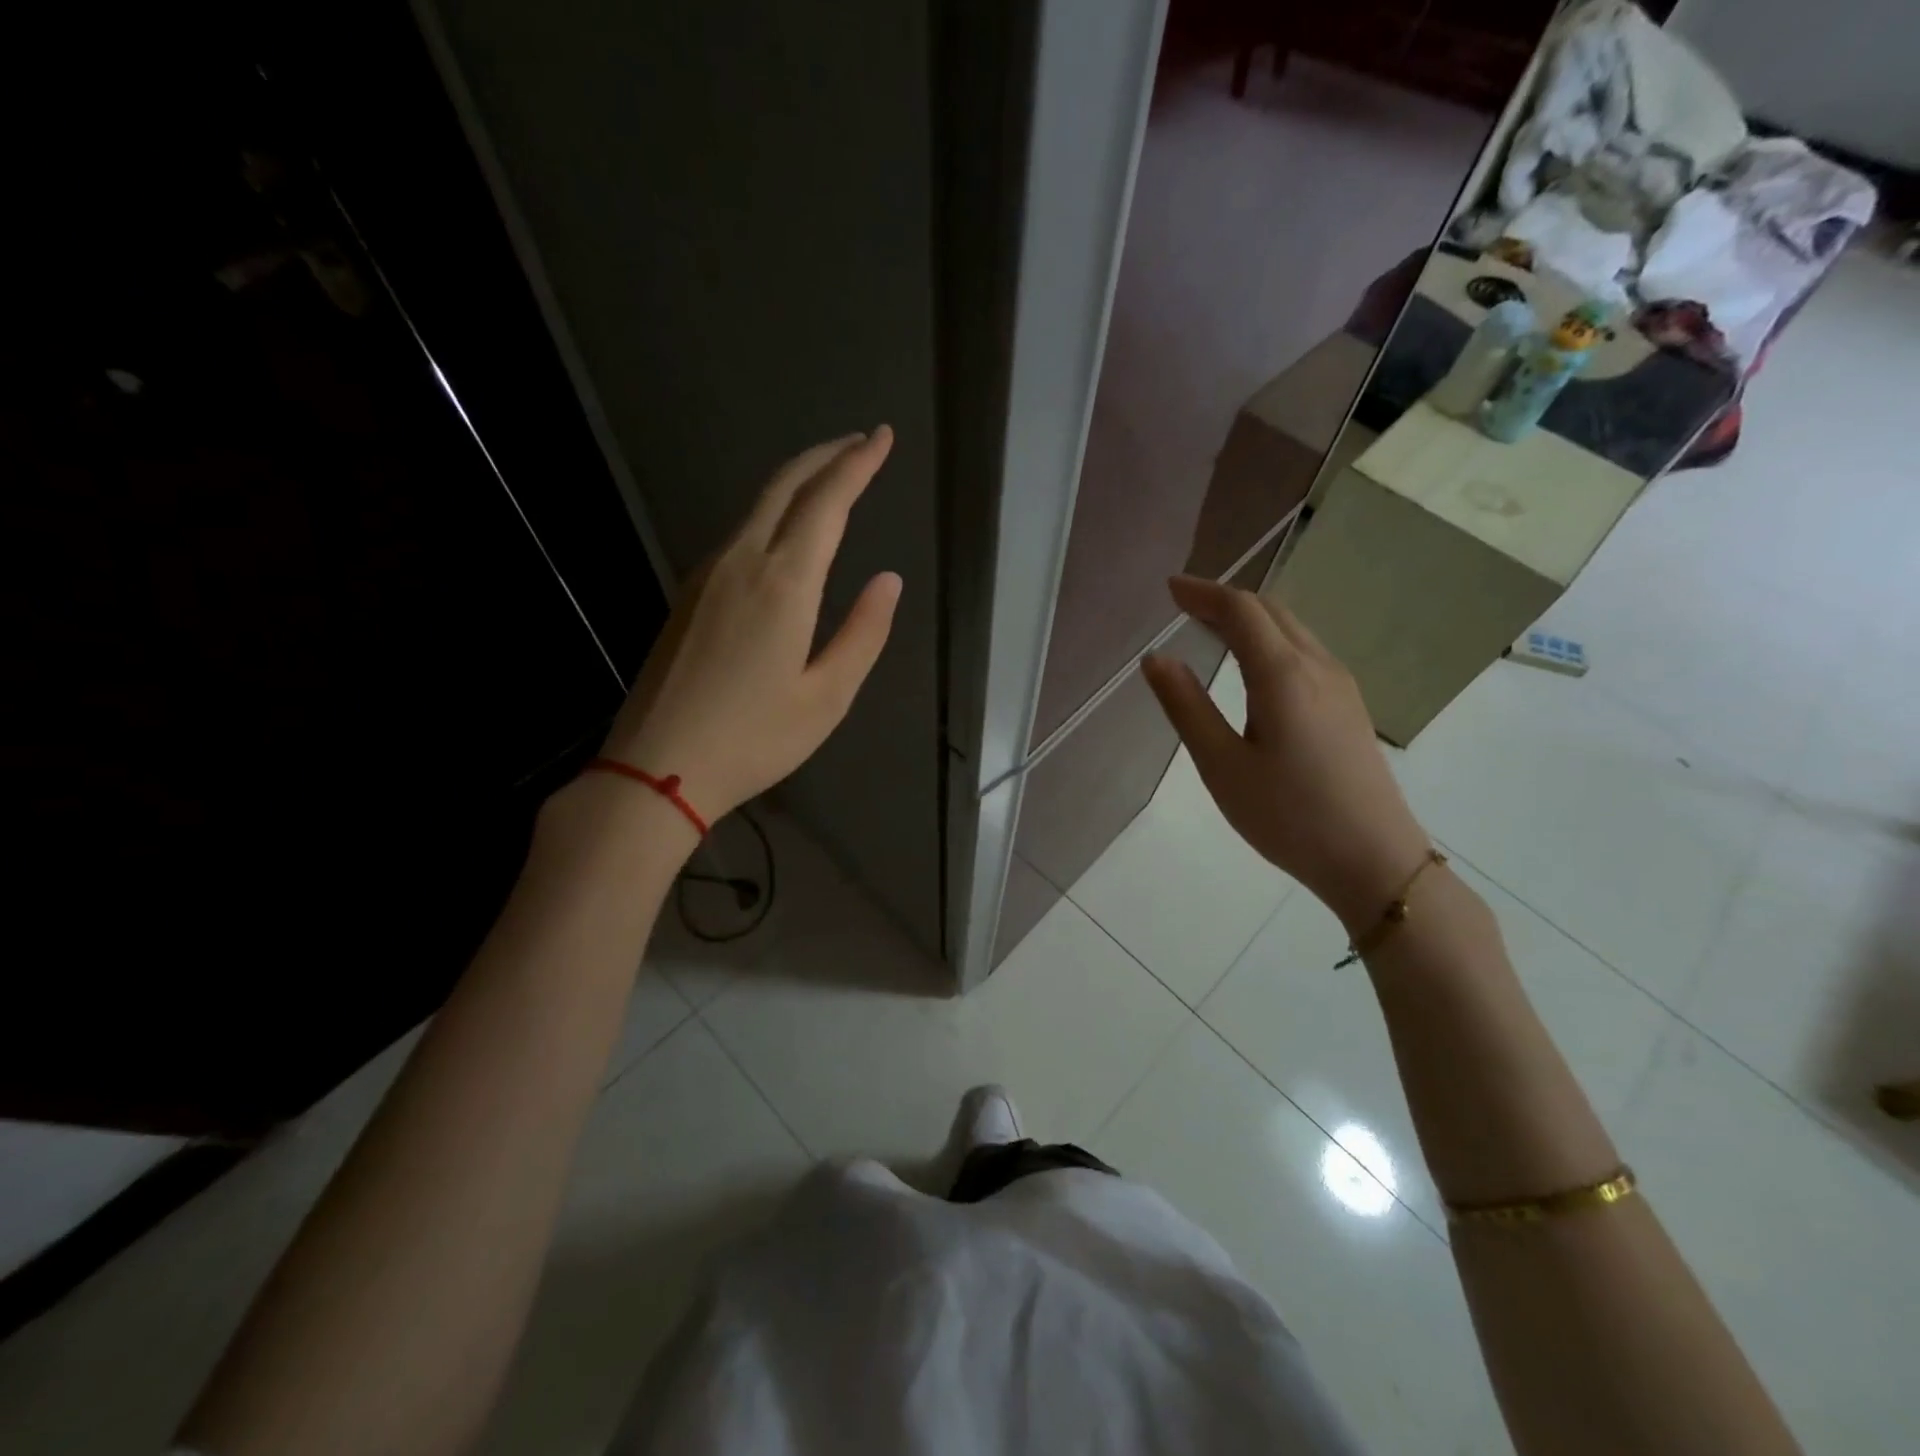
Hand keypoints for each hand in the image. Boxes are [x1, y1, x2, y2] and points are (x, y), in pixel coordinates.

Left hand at [598, 427, 901, 823]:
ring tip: (832, 478)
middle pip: (785, 486)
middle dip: (826, 457)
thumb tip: (887, 581)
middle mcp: (741, 563)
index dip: (858, 465)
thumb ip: (863, 633)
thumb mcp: (827, 697)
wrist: (658, 767)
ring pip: (757, 506)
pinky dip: (772, 513)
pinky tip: (786, 531)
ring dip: (798, 482)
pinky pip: (738, 533)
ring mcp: (707, 575)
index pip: (826, 502)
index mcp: (783, 583)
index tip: (882, 438)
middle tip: (861, 444)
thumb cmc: (754, 739)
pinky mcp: (690, 594)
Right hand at [1142, 575, 1430, 931]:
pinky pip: (1306, 651)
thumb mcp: (1222, 766)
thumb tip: (1155, 658)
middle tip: (1184, 606)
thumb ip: (1186, 707)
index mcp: (1283, 675)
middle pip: (1271, 611)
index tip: (1169, 588)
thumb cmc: (1288, 816)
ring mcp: (1341, 685)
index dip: (1203, 593)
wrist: (1373, 860)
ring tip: (1213, 628)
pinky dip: (1271, 640)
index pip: (1241, 611)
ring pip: (1293, 629)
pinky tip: (1255, 666)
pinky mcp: (1350, 707)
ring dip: (1251, 618)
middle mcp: (1318, 666)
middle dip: (1225, 600)